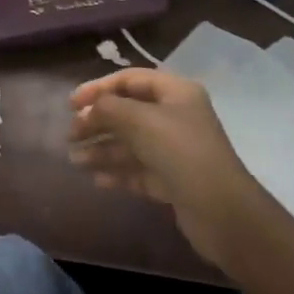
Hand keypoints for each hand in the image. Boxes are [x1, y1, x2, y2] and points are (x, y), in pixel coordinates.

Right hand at [69, 68, 273, 272]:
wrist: (222, 213)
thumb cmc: (181, 152)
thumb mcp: (140, 121)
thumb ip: (109, 108)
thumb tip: (89, 109)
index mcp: (175, 93)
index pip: (130, 80)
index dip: (99, 88)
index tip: (72, 103)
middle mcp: (176, 117)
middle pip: (128, 112)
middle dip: (98, 122)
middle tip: (71, 134)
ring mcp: (175, 150)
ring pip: (131, 143)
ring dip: (102, 149)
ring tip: (75, 160)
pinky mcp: (173, 181)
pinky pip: (139, 169)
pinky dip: (118, 172)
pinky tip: (97, 179)